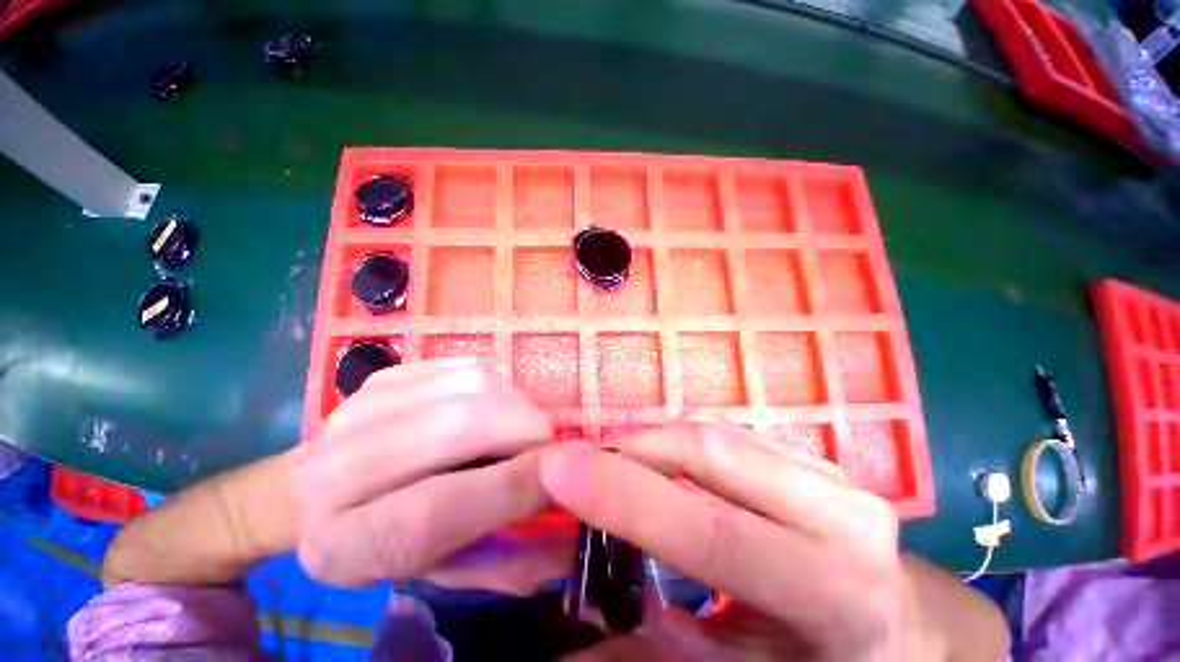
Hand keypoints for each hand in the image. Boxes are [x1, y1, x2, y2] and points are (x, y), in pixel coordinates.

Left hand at [294, 358, 572, 592]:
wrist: (321, 494)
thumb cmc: (388, 542)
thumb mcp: (440, 570)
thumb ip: (500, 552)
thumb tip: (560, 499)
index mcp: (344, 547)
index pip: (434, 512)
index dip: (509, 486)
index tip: (558, 468)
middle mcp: (333, 474)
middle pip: (452, 429)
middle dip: (520, 430)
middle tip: (547, 441)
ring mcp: (355, 411)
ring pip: (464, 387)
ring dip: (513, 402)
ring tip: (524, 423)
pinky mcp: (382, 377)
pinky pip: (461, 367)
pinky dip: (496, 383)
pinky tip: (498, 404)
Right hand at [539, 423, 941, 660]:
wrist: (900, 632)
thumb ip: (657, 649)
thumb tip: (567, 647)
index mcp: (833, 589)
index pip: (710, 531)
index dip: (625, 495)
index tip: (557, 466)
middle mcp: (841, 514)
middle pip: (711, 453)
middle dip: (634, 450)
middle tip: (583, 463)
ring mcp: (831, 474)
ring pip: (716, 433)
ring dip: (654, 443)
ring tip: (616, 463)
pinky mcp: (813, 458)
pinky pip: (727, 435)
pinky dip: (681, 442)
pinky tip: (660, 462)